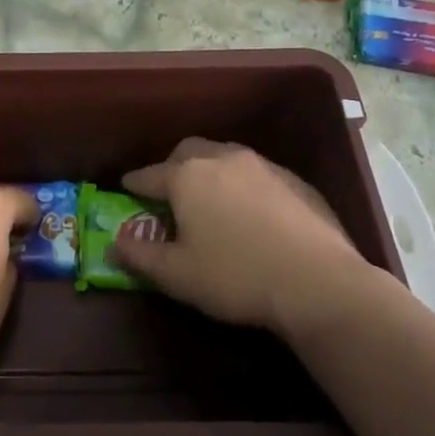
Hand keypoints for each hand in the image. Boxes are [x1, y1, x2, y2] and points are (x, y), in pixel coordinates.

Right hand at [112, 138, 398, 339]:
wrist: (319, 283)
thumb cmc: (235, 277)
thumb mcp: (176, 275)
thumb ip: (139, 256)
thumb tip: (115, 243)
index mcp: (188, 176)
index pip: (150, 174)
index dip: (134, 183)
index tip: (126, 187)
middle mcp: (223, 159)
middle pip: (189, 152)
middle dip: (173, 167)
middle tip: (169, 193)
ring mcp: (263, 166)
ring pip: (226, 158)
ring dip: (211, 173)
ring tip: (211, 201)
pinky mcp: (296, 181)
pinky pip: (257, 175)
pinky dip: (244, 186)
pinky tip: (252, 213)